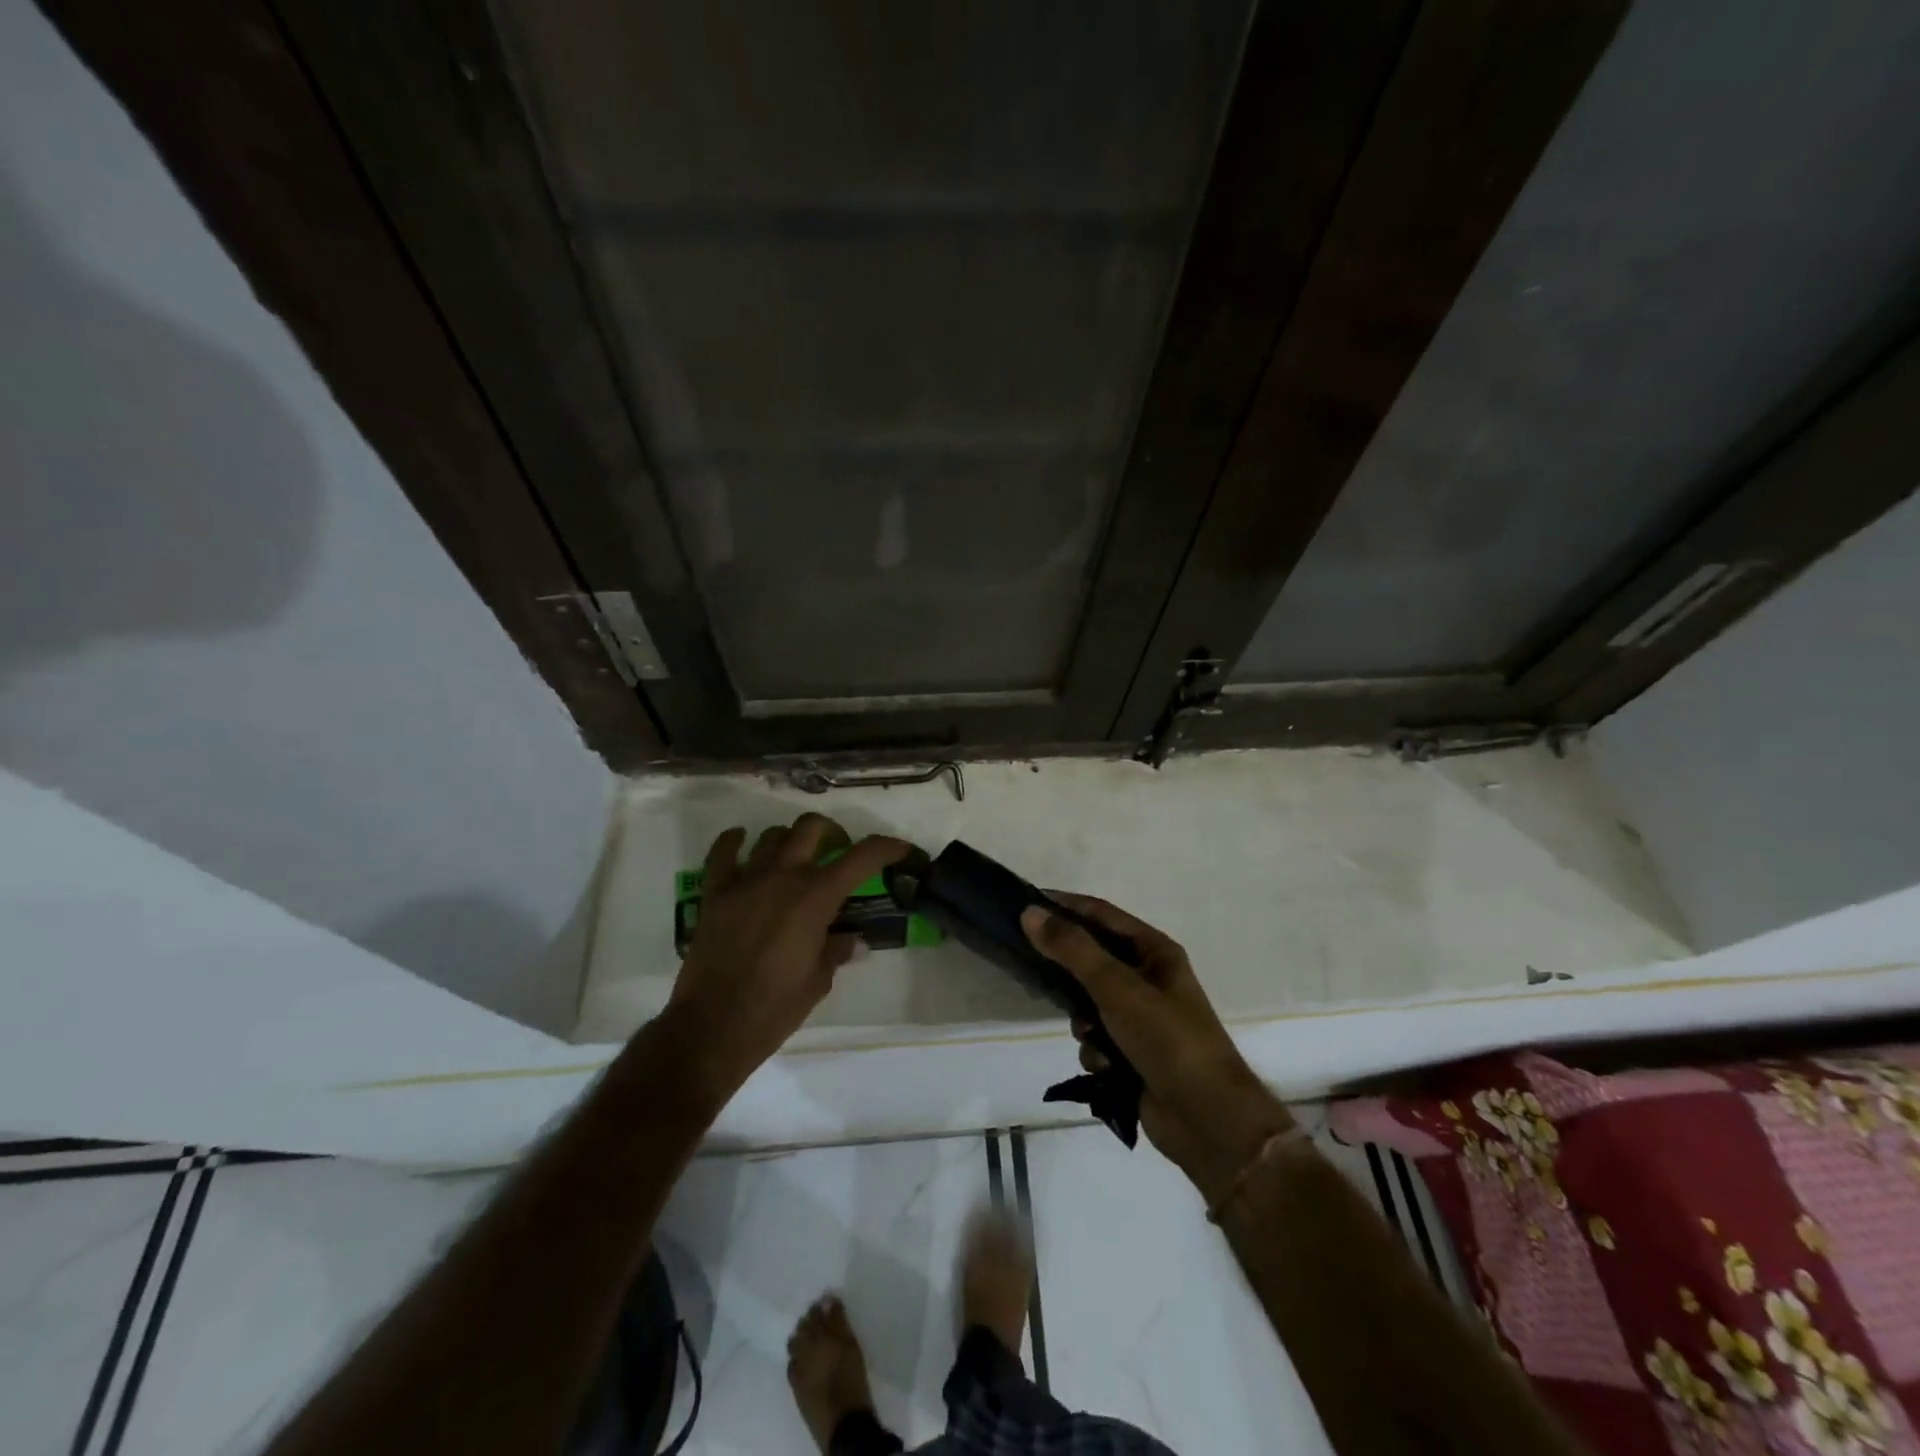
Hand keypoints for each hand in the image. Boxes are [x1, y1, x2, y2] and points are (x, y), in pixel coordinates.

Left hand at [665, 814, 908, 1102]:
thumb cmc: (775, 1008)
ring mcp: (746, 880)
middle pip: (812, 827)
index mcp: (816, 897)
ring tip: (795, 859)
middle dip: (832, 832)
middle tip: (838, 851)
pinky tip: (742, 842)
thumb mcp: (818, 981)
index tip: (902, 850)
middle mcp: (783, 876)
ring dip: (790, 841)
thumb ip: (837, 950)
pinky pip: (722, 852)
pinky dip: (734, 841)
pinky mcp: (715, 892)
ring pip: (772, 836)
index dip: (888, 847)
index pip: (862, 856)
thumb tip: (852, 940)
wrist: (713, 1027)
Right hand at [1021, 895, 1291, 1206]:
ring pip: (1089, 1004)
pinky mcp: (1133, 1053)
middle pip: (1092, 960)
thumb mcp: (1117, 987)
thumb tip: (1030, 912)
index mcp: (1154, 951)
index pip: (1101, 914)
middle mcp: (1148, 978)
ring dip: (1084, 1022)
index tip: (1025, 903)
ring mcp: (1141, 1018)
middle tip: (1034, 973)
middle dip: (1068, 974)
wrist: (1207, 1119)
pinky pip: (1097, 1040)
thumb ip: (1072, 949)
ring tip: (1091, 1036)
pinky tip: (1106, 1069)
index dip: (1065, 906)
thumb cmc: (1167, 1038)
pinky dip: (1097, 1052)